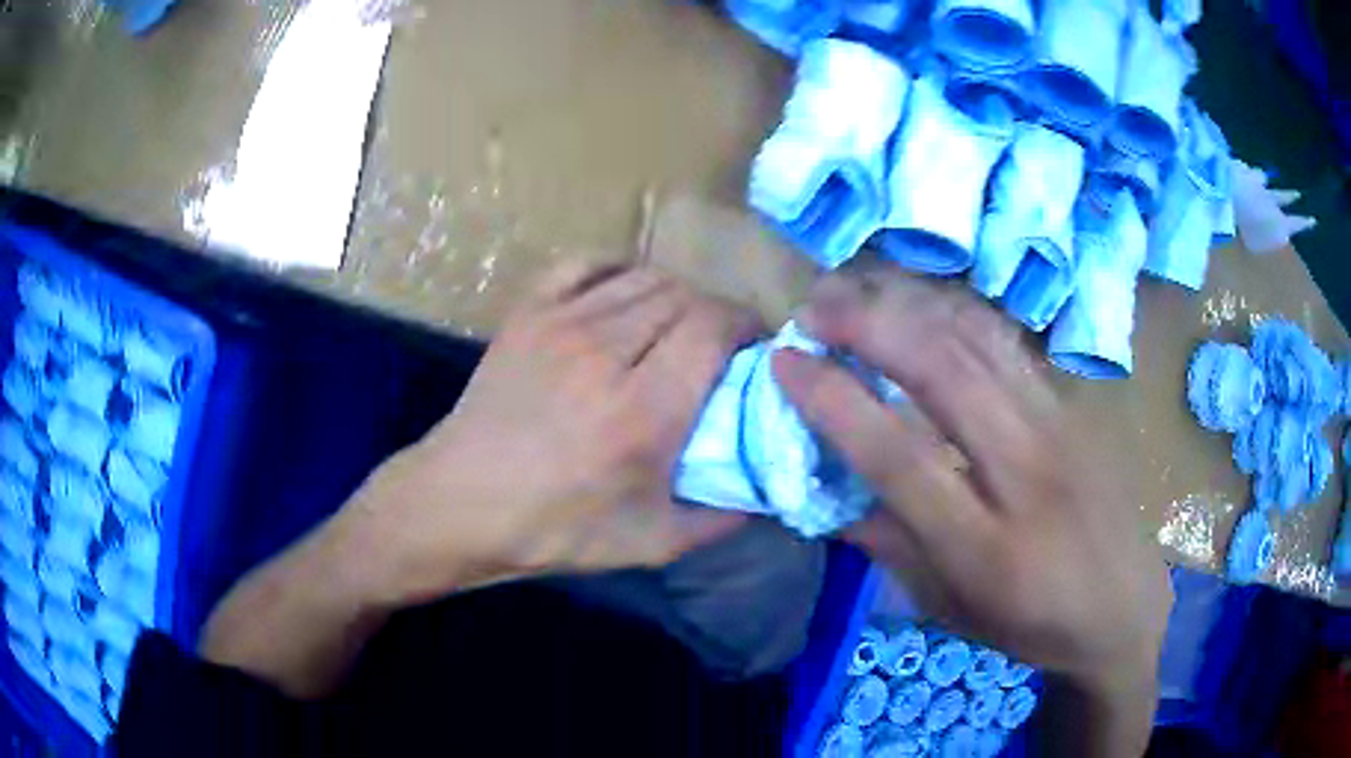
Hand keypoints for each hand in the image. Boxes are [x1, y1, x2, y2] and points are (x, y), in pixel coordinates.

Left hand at [335, 262, 759, 606]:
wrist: (461, 503)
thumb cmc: (555, 529)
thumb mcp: (651, 543)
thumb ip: (720, 517)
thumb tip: (768, 490)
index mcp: (642, 411)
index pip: (714, 327)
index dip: (747, 326)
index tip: (756, 347)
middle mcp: (605, 352)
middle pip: (685, 296)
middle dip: (718, 312)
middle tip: (722, 344)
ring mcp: (560, 324)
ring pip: (643, 277)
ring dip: (677, 294)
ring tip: (680, 324)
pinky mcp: (527, 314)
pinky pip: (585, 263)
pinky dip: (618, 268)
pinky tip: (626, 293)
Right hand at [774, 270, 1169, 753]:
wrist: (1123, 607)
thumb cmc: (1032, 624)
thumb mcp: (951, 610)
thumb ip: (890, 547)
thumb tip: (831, 494)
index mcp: (985, 547)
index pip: (899, 457)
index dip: (835, 402)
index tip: (787, 363)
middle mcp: (1026, 474)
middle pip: (944, 372)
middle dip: (869, 325)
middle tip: (815, 308)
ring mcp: (1058, 430)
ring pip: (979, 341)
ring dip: (911, 306)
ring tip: (859, 291)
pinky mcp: (1073, 408)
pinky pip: (1008, 344)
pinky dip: (955, 313)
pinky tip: (922, 304)